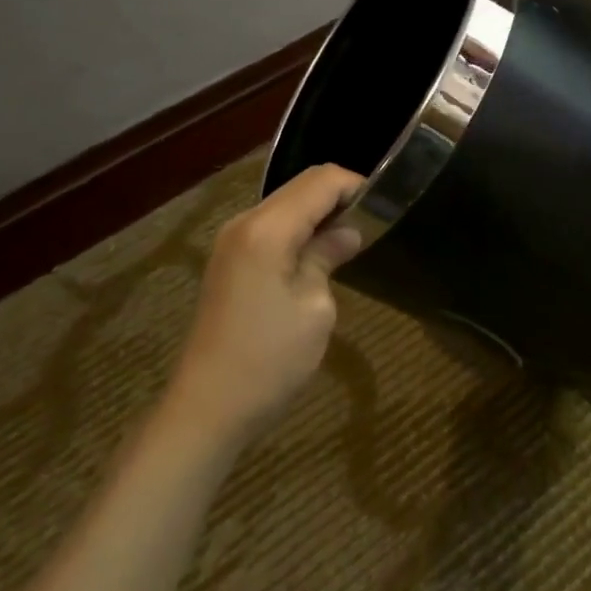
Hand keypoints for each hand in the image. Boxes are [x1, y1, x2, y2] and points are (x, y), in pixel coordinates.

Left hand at [165, 164, 364, 443]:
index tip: (384, 206)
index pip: (321, 181)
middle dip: (338, 196)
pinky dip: (299, 229)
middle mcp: (245, 223)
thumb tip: (348, 232)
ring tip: (351, 238)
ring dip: (319, 213)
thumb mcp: (315, 308)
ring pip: (285, 204)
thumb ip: (328, 256)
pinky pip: (271, 226)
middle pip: (301, 186)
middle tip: (373, 222)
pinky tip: (318, 255)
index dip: (356, 185)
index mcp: (267, 229)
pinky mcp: (228, 261)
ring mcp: (231, 241)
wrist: (206, 409)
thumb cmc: (269, 360)